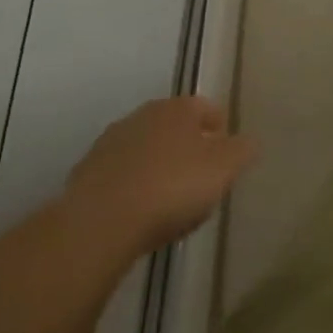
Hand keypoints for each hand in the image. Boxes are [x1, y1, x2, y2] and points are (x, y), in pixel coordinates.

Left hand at [63, 96, 255, 259]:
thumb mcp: (224, 168)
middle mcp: (143, 115)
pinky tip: (138, 216)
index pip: (208, 109)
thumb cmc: (172, 187)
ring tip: (168, 204)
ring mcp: (109, 144)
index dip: (221, 132)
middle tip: (200, 182)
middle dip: (188, 150)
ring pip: (145, 152)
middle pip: (174, 129)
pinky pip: (120, 178)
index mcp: (178, 108)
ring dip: (157, 169)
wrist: (99, 224)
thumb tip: (247, 143)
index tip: (227, 159)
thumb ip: (242, 151)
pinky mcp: (84, 175)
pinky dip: (132, 190)